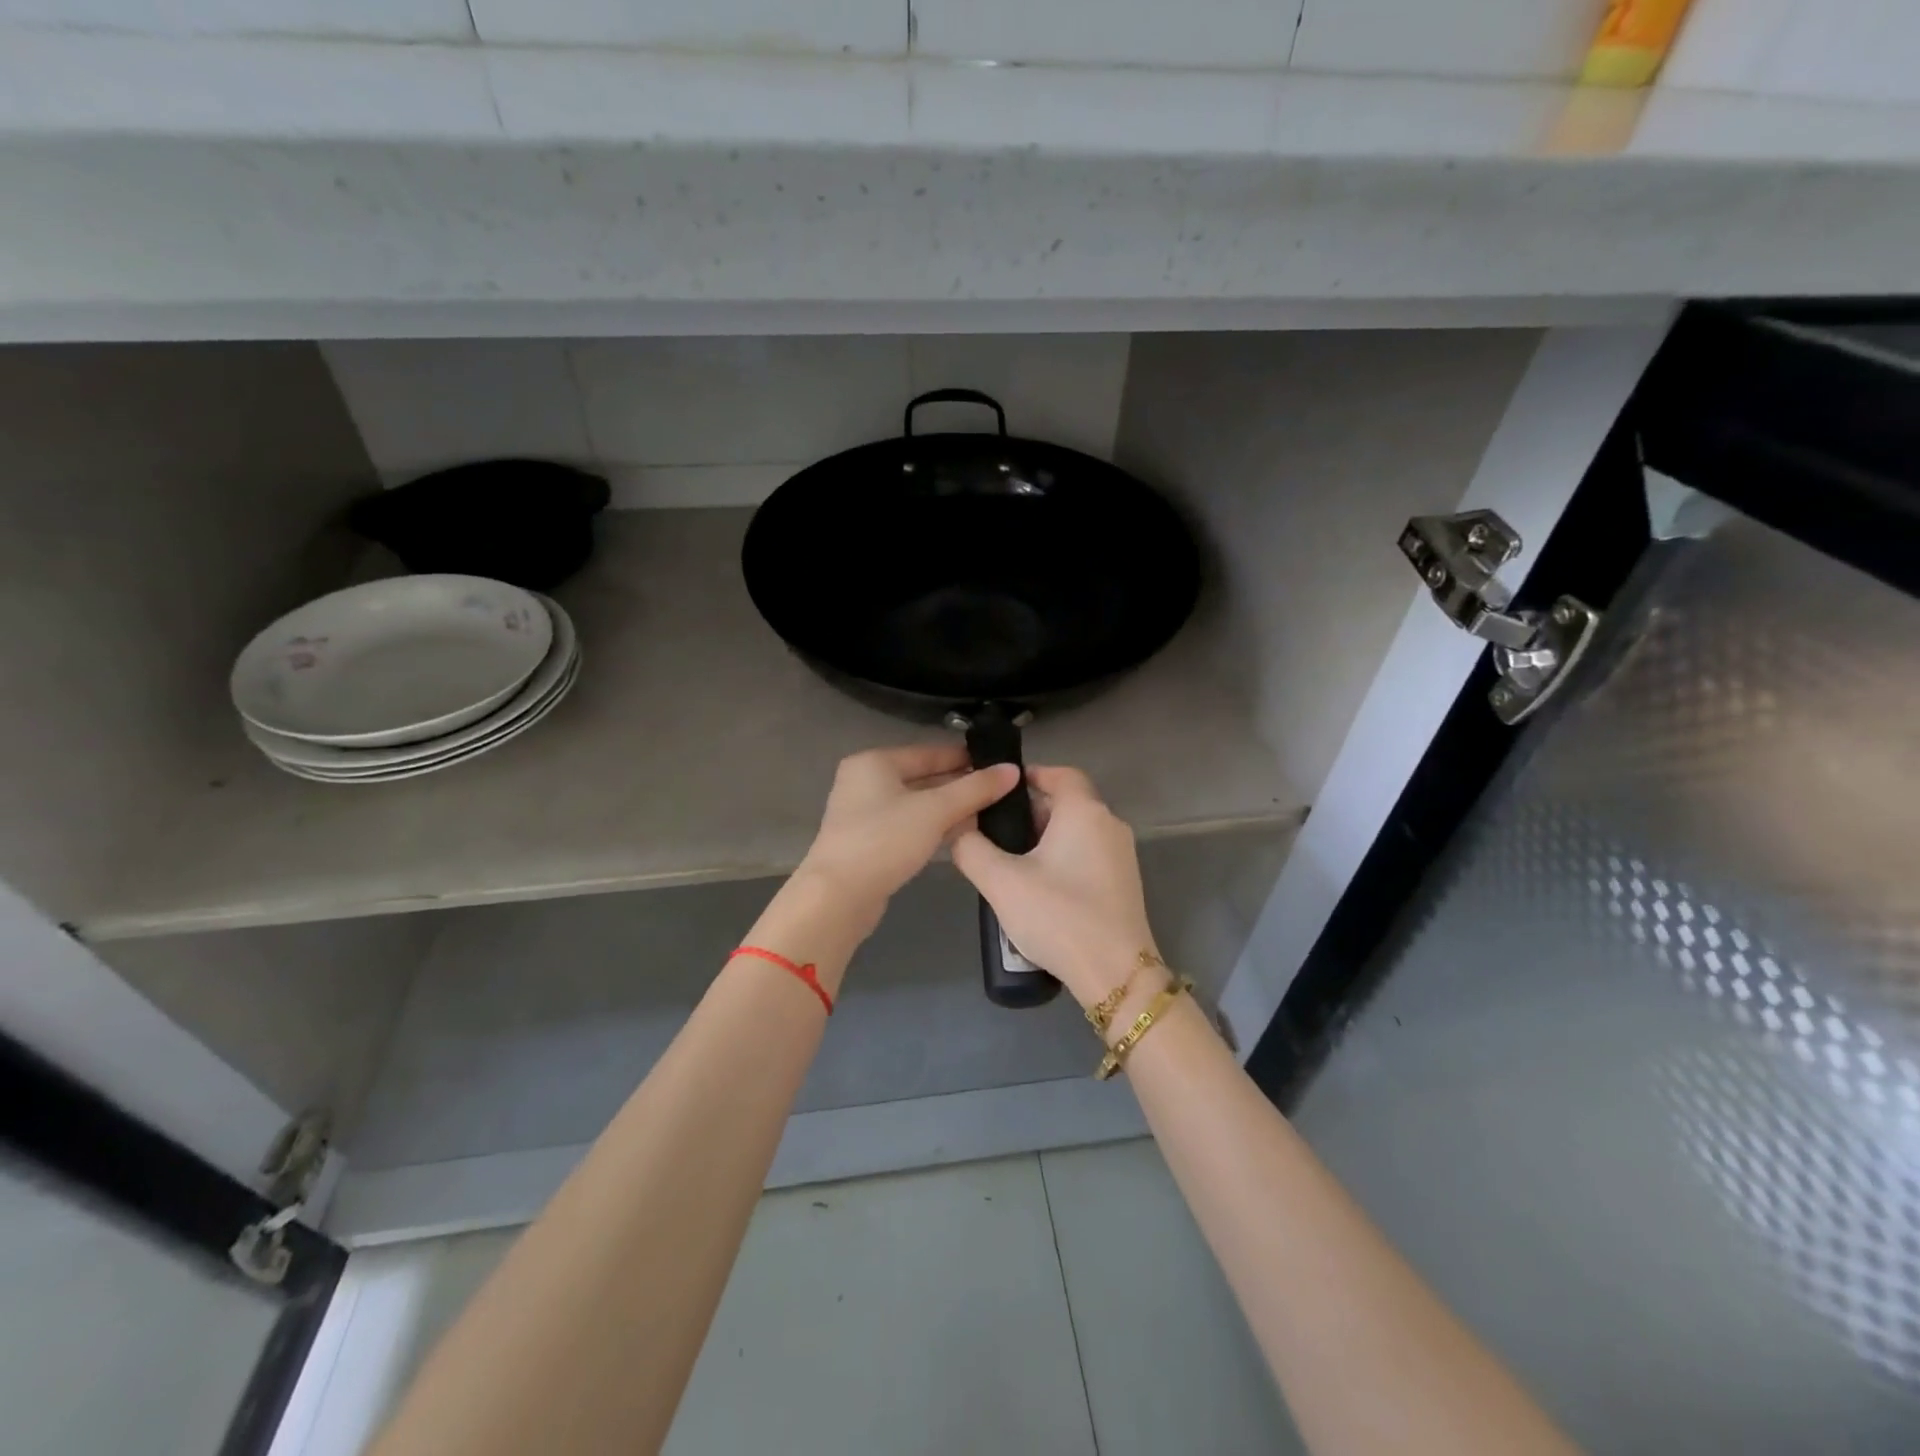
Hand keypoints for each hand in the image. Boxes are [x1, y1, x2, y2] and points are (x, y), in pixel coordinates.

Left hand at [797, 743, 1019, 924]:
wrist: (838, 897)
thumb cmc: (885, 840)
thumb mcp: (935, 810)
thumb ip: (975, 789)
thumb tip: (1012, 770)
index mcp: (875, 762)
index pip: (930, 753)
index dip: (966, 758)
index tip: (1000, 765)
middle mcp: (865, 782)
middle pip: (923, 778)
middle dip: (961, 786)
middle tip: (1001, 792)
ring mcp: (865, 814)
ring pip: (918, 805)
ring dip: (950, 809)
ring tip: (991, 813)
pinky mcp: (870, 843)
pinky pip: (910, 826)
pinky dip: (934, 828)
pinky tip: (963, 835)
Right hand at [951, 766, 1157, 1009]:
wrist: (1115, 973)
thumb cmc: (1059, 916)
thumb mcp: (1001, 882)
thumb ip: (971, 849)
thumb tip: (958, 829)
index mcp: (1084, 812)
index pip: (1060, 773)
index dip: (1030, 775)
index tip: (999, 791)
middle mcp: (1109, 824)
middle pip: (1066, 803)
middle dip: (1029, 813)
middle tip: (994, 833)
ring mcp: (1122, 855)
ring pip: (1076, 831)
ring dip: (1044, 839)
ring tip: (1008, 863)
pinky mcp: (1124, 883)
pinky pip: (1088, 855)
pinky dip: (1062, 858)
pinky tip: (1038, 888)